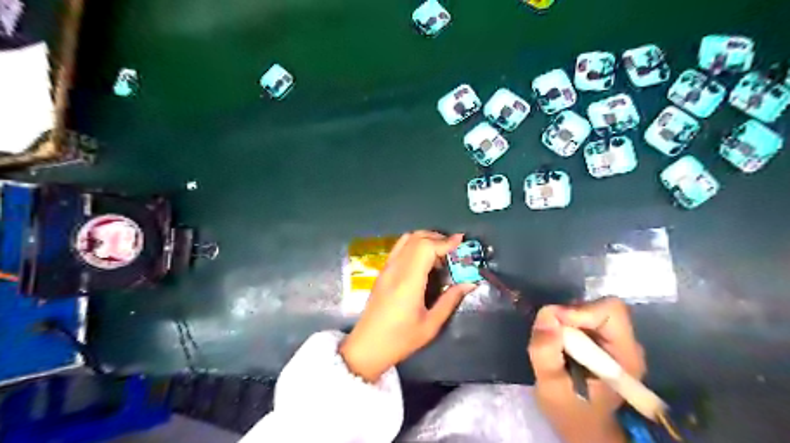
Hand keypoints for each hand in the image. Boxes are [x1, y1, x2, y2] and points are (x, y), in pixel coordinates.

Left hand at [339, 231, 474, 380]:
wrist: (367, 346)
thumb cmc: (400, 339)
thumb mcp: (431, 325)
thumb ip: (450, 300)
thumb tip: (469, 283)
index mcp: (408, 281)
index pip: (426, 247)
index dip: (445, 241)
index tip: (461, 241)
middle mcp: (396, 269)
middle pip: (417, 238)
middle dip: (438, 238)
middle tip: (454, 248)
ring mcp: (387, 268)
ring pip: (407, 239)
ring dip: (425, 238)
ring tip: (440, 252)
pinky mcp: (382, 271)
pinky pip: (399, 248)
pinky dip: (414, 244)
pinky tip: (424, 259)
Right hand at [527, 298, 644, 442]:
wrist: (583, 427)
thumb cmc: (570, 412)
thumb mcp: (550, 387)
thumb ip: (545, 352)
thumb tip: (546, 314)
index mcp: (625, 356)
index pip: (611, 312)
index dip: (580, 311)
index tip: (554, 324)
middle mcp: (627, 344)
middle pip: (600, 308)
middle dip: (570, 315)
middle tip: (549, 333)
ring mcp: (617, 342)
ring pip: (591, 310)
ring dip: (566, 319)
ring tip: (552, 341)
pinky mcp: (604, 341)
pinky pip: (584, 318)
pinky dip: (567, 324)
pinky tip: (559, 343)